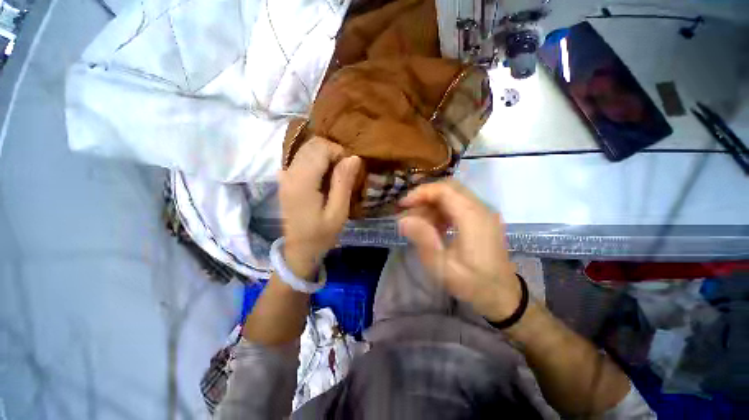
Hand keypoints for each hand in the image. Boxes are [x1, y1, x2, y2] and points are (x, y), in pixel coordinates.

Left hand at [279, 137, 360, 278]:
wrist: (299, 249)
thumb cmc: (321, 234)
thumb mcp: (338, 213)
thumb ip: (343, 183)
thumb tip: (353, 157)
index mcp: (302, 182)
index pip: (320, 148)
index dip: (339, 153)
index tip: (349, 170)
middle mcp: (289, 173)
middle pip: (312, 145)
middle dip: (332, 152)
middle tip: (343, 172)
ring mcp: (284, 175)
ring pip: (306, 149)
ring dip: (325, 155)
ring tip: (335, 174)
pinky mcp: (285, 179)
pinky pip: (301, 158)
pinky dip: (316, 160)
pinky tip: (323, 176)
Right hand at [398, 180, 519, 320]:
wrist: (503, 296)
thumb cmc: (473, 284)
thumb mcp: (442, 267)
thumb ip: (423, 240)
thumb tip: (403, 220)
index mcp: (473, 217)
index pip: (444, 190)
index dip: (420, 193)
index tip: (403, 205)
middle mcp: (481, 208)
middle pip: (449, 188)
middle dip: (424, 196)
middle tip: (408, 210)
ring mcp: (484, 212)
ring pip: (453, 195)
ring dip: (432, 204)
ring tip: (417, 221)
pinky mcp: (482, 218)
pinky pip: (458, 205)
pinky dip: (441, 210)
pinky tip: (433, 225)